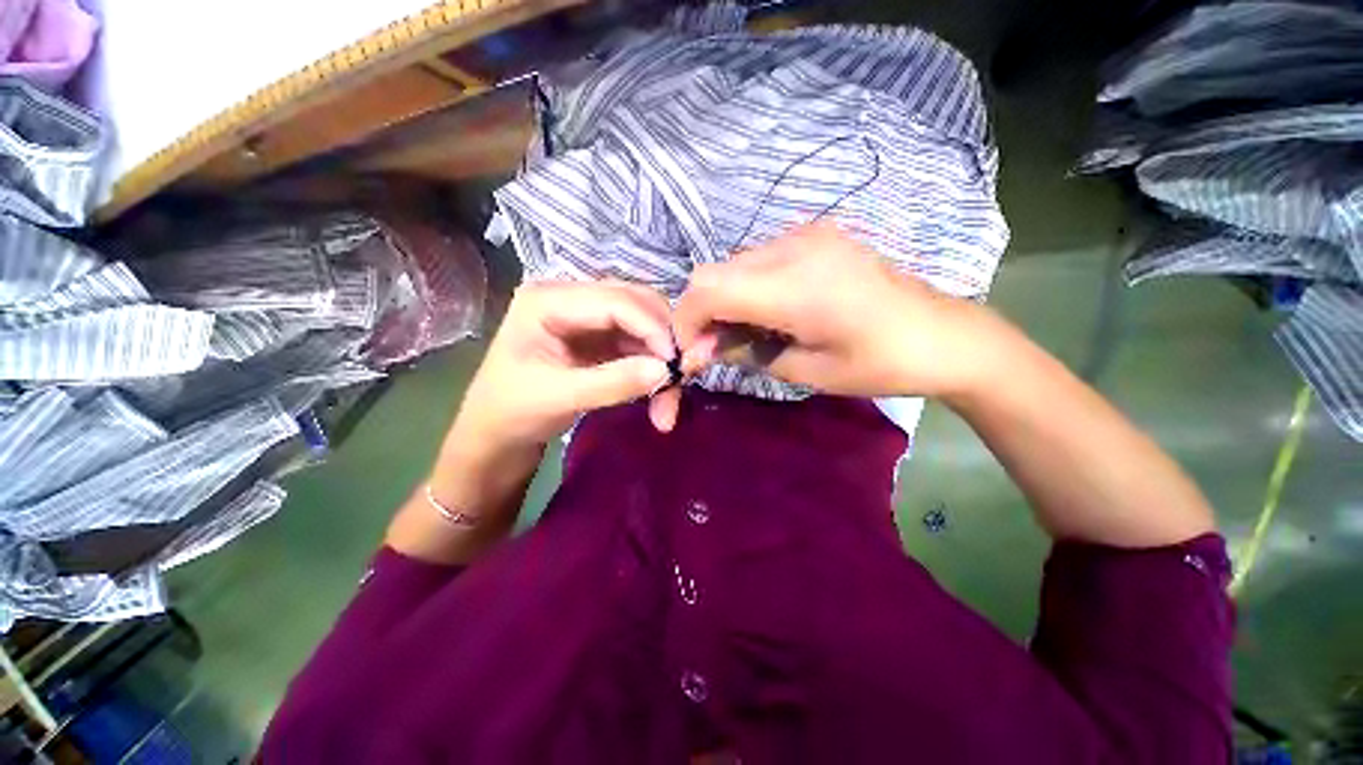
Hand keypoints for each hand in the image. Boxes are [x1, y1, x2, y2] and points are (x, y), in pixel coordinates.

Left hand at [450, 281, 677, 455]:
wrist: (492, 440)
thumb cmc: (510, 413)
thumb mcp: (558, 397)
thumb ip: (612, 382)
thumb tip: (667, 371)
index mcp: (547, 298)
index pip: (614, 299)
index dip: (652, 327)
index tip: (679, 363)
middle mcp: (568, 297)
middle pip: (633, 304)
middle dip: (662, 341)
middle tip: (686, 378)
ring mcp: (582, 319)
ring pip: (640, 326)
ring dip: (660, 360)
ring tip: (672, 400)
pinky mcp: (593, 341)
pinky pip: (634, 346)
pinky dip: (650, 370)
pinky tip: (661, 398)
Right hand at [673, 221, 1001, 398]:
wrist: (939, 333)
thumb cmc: (882, 363)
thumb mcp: (812, 372)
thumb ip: (752, 354)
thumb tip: (712, 349)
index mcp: (793, 286)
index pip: (707, 288)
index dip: (687, 321)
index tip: (695, 353)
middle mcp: (794, 247)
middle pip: (718, 270)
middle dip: (706, 310)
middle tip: (721, 349)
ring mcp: (810, 234)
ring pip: (741, 261)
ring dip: (733, 295)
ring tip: (754, 332)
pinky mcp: (822, 233)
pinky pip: (769, 254)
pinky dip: (758, 281)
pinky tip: (780, 309)